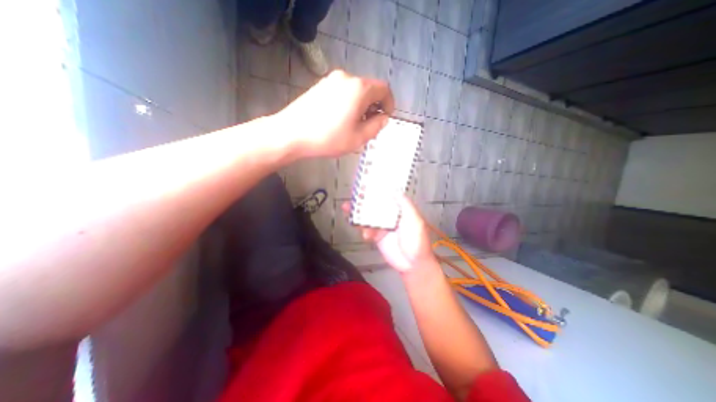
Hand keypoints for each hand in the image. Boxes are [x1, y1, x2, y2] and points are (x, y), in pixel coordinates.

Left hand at [276, 69, 393, 158]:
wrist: (291, 133)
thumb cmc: (328, 138)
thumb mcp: (358, 137)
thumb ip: (376, 126)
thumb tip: (382, 117)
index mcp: (359, 88)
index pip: (384, 89)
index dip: (389, 104)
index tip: (385, 118)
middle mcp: (346, 78)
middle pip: (369, 89)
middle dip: (374, 107)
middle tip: (368, 126)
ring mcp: (331, 80)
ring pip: (355, 91)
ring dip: (361, 106)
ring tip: (353, 125)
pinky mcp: (320, 86)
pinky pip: (342, 92)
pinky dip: (348, 103)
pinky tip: (339, 119)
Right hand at [341, 194, 436, 270]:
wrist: (413, 264)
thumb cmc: (417, 240)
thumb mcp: (415, 220)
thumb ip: (405, 205)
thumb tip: (395, 190)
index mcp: (399, 209)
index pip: (386, 195)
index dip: (376, 189)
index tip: (365, 182)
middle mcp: (389, 215)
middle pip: (373, 205)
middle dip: (362, 200)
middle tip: (351, 195)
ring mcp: (381, 226)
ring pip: (367, 216)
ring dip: (357, 213)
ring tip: (346, 208)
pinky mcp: (376, 236)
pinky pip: (366, 230)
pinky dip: (362, 230)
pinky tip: (364, 234)